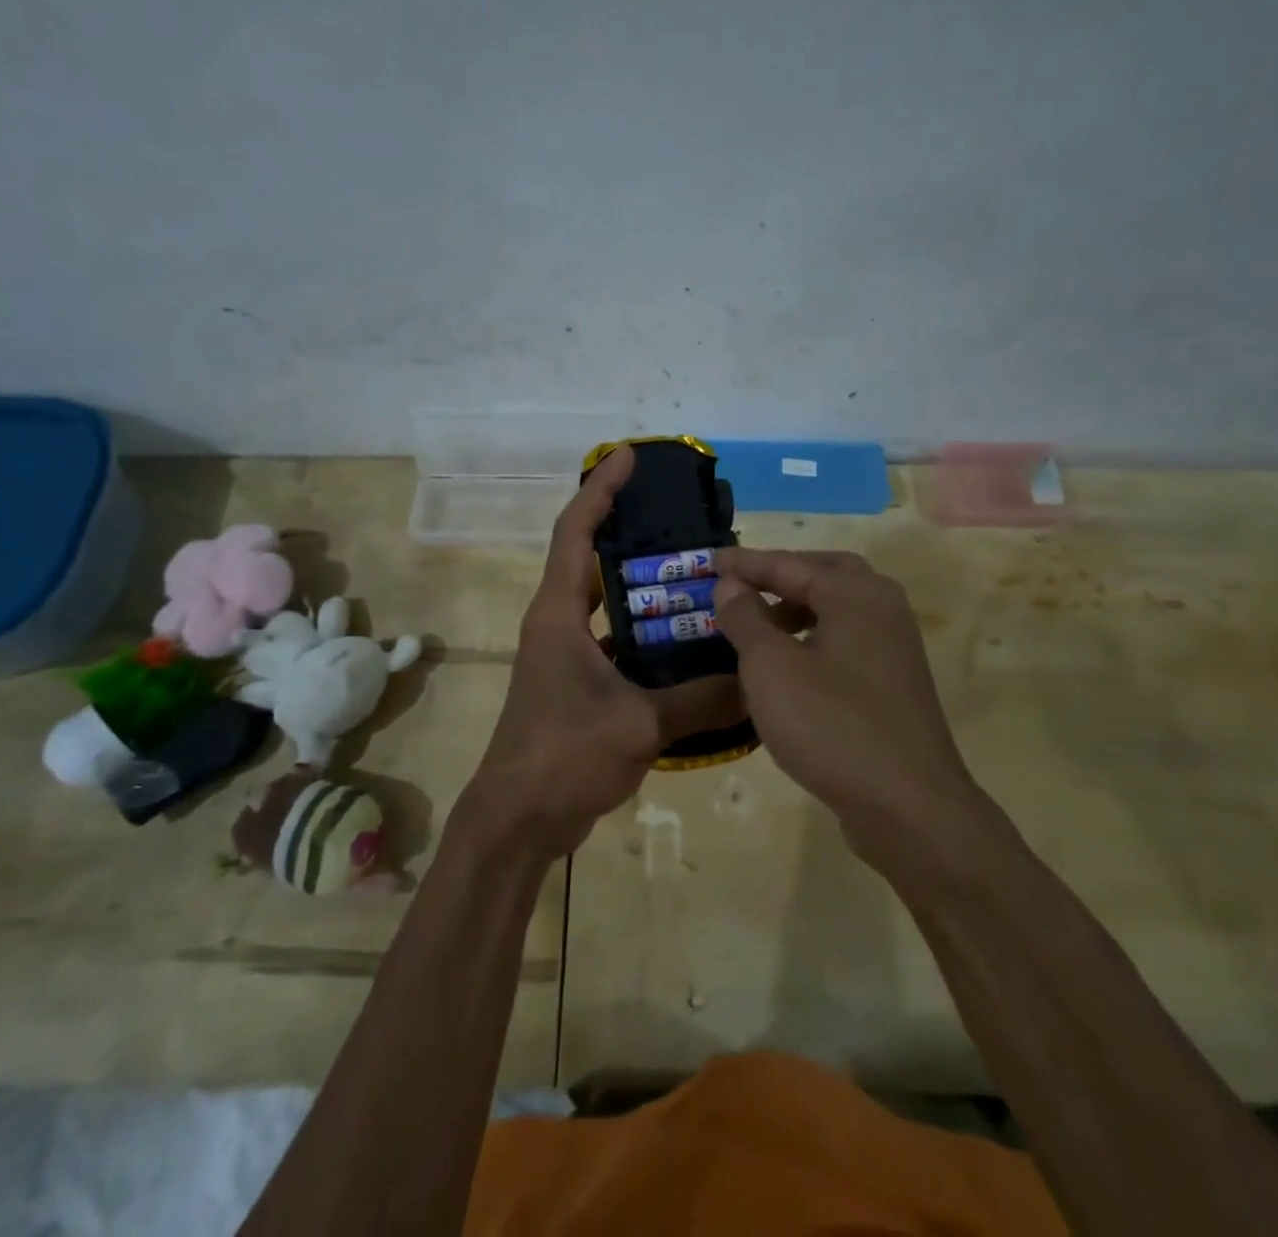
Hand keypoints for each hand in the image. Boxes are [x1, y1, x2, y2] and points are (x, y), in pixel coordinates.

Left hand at [462, 448, 745, 860]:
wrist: (519, 821)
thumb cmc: (563, 756)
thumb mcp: (639, 724)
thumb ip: (702, 700)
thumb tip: (759, 680)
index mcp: (558, 613)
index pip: (575, 531)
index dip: (600, 489)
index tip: (628, 456)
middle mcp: (559, 622)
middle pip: (592, 557)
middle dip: (631, 530)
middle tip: (685, 517)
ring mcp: (567, 654)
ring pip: (608, 601)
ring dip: (644, 585)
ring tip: (699, 573)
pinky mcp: (580, 683)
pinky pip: (618, 641)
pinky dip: (649, 634)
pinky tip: (691, 641)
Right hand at [712, 548, 1001, 876]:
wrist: (908, 807)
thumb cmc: (831, 726)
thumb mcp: (771, 668)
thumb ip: (746, 618)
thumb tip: (731, 584)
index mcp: (855, 594)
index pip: (790, 564)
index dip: (745, 563)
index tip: (709, 560)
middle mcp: (882, 608)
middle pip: (825, 573)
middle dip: (780, 576)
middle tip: (741, 586)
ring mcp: (894, 646)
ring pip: (839, 608)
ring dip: (797, 607)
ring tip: (758, 628)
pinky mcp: (895, 682)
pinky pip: (847, 640)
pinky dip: (815, 636)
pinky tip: (790, 667)